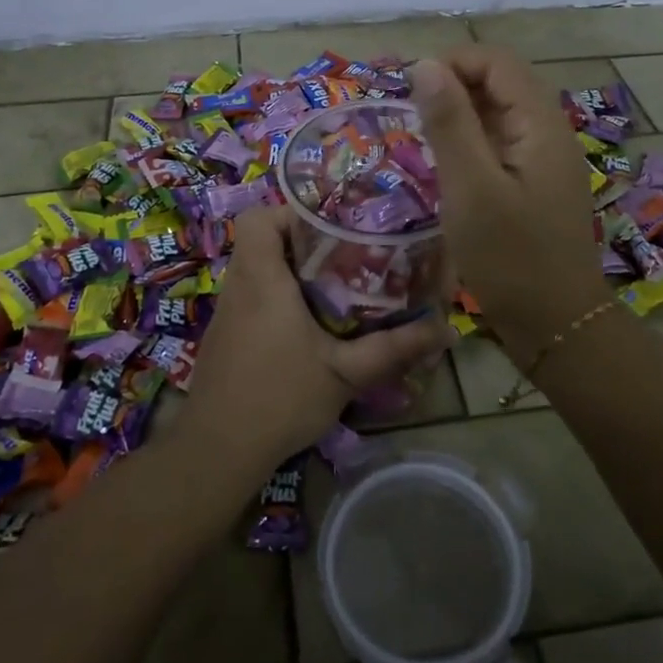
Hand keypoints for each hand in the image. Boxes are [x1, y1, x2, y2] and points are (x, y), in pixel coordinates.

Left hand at [182, 206, 450, 472]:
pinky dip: (275, 296)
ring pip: (254, 268)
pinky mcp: (224, 335)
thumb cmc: (280, 398)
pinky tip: (305, 326)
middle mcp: (238, 286)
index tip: (328, 229)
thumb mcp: (346, 373)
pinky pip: (249, 295)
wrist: (217, 450)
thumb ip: (393, 348)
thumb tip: (444, 329)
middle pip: (260, 238)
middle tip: (342, 256)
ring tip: (332, 287)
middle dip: (300, 241)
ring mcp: (226, 311)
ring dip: (288, 269)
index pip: (258, 217)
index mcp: (262, 279)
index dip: (290, 212)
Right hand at [410, 46, 609, 355]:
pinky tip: (445, 165)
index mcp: (540, 125)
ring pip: (500, 114)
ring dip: (461, 114)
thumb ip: (450, 123)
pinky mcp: (535, 184)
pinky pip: (501, 144)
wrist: (556, 325)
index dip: (454, 62)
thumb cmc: (510, 258)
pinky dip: (471, 142)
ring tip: (421, 135)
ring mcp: (545, 160)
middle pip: (502, 83)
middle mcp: (549, 133)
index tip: (410, 88)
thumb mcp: (470, 188)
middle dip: (454, 85)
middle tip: (410, 112)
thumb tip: (426, 65)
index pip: (498, 63)